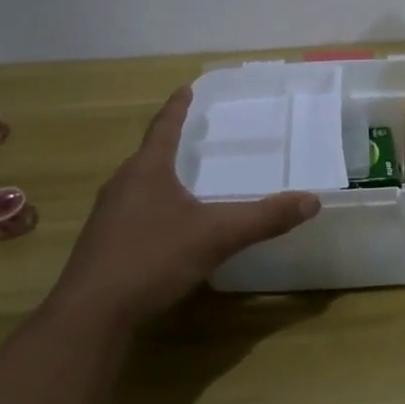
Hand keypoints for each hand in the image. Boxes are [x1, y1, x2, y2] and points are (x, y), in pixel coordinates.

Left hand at [48, 88, 320, 323]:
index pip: (164, 127)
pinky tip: (168, 228)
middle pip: (149, 155)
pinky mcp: (102, 244)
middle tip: (195, 136)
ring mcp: (107, 216)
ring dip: (161, 178)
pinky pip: (133, 213)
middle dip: (171, 144)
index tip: (185, 89)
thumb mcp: (216, 236)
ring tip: (185, 180)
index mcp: (146, 171)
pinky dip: (154, 208)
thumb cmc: (152, 259)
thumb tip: (312, 200)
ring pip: (139, 186)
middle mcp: (122, 185)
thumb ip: (263, 218)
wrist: (92, 314)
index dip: (177, 108)